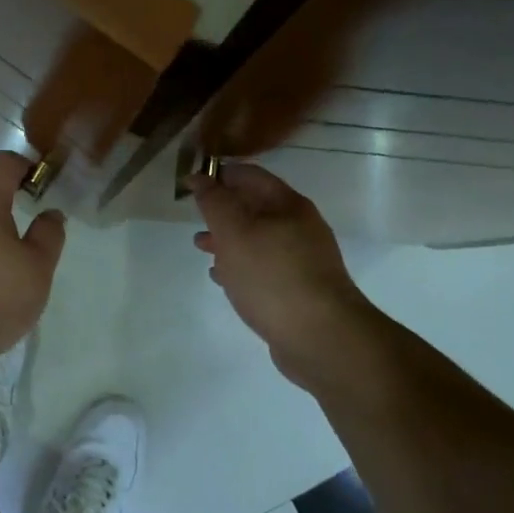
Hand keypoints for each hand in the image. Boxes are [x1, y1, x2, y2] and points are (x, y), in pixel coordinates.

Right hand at [191, 163, 376, 382]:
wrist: (321, 337)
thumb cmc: (272, 276)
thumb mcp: (234, 233)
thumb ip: (214, 202)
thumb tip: (198, 176)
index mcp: (288, 205)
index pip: (250, 176)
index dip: (220, 175)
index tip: (192, 183)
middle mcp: (299, 227)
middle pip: (255, 207)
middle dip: (223, 210)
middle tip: (194, 216)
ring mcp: (302, 259)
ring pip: (258, 239)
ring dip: (229, 240)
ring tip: (201, 247)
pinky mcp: (298, 288)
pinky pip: (264, 267)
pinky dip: (241, 266)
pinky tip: (223, 277)